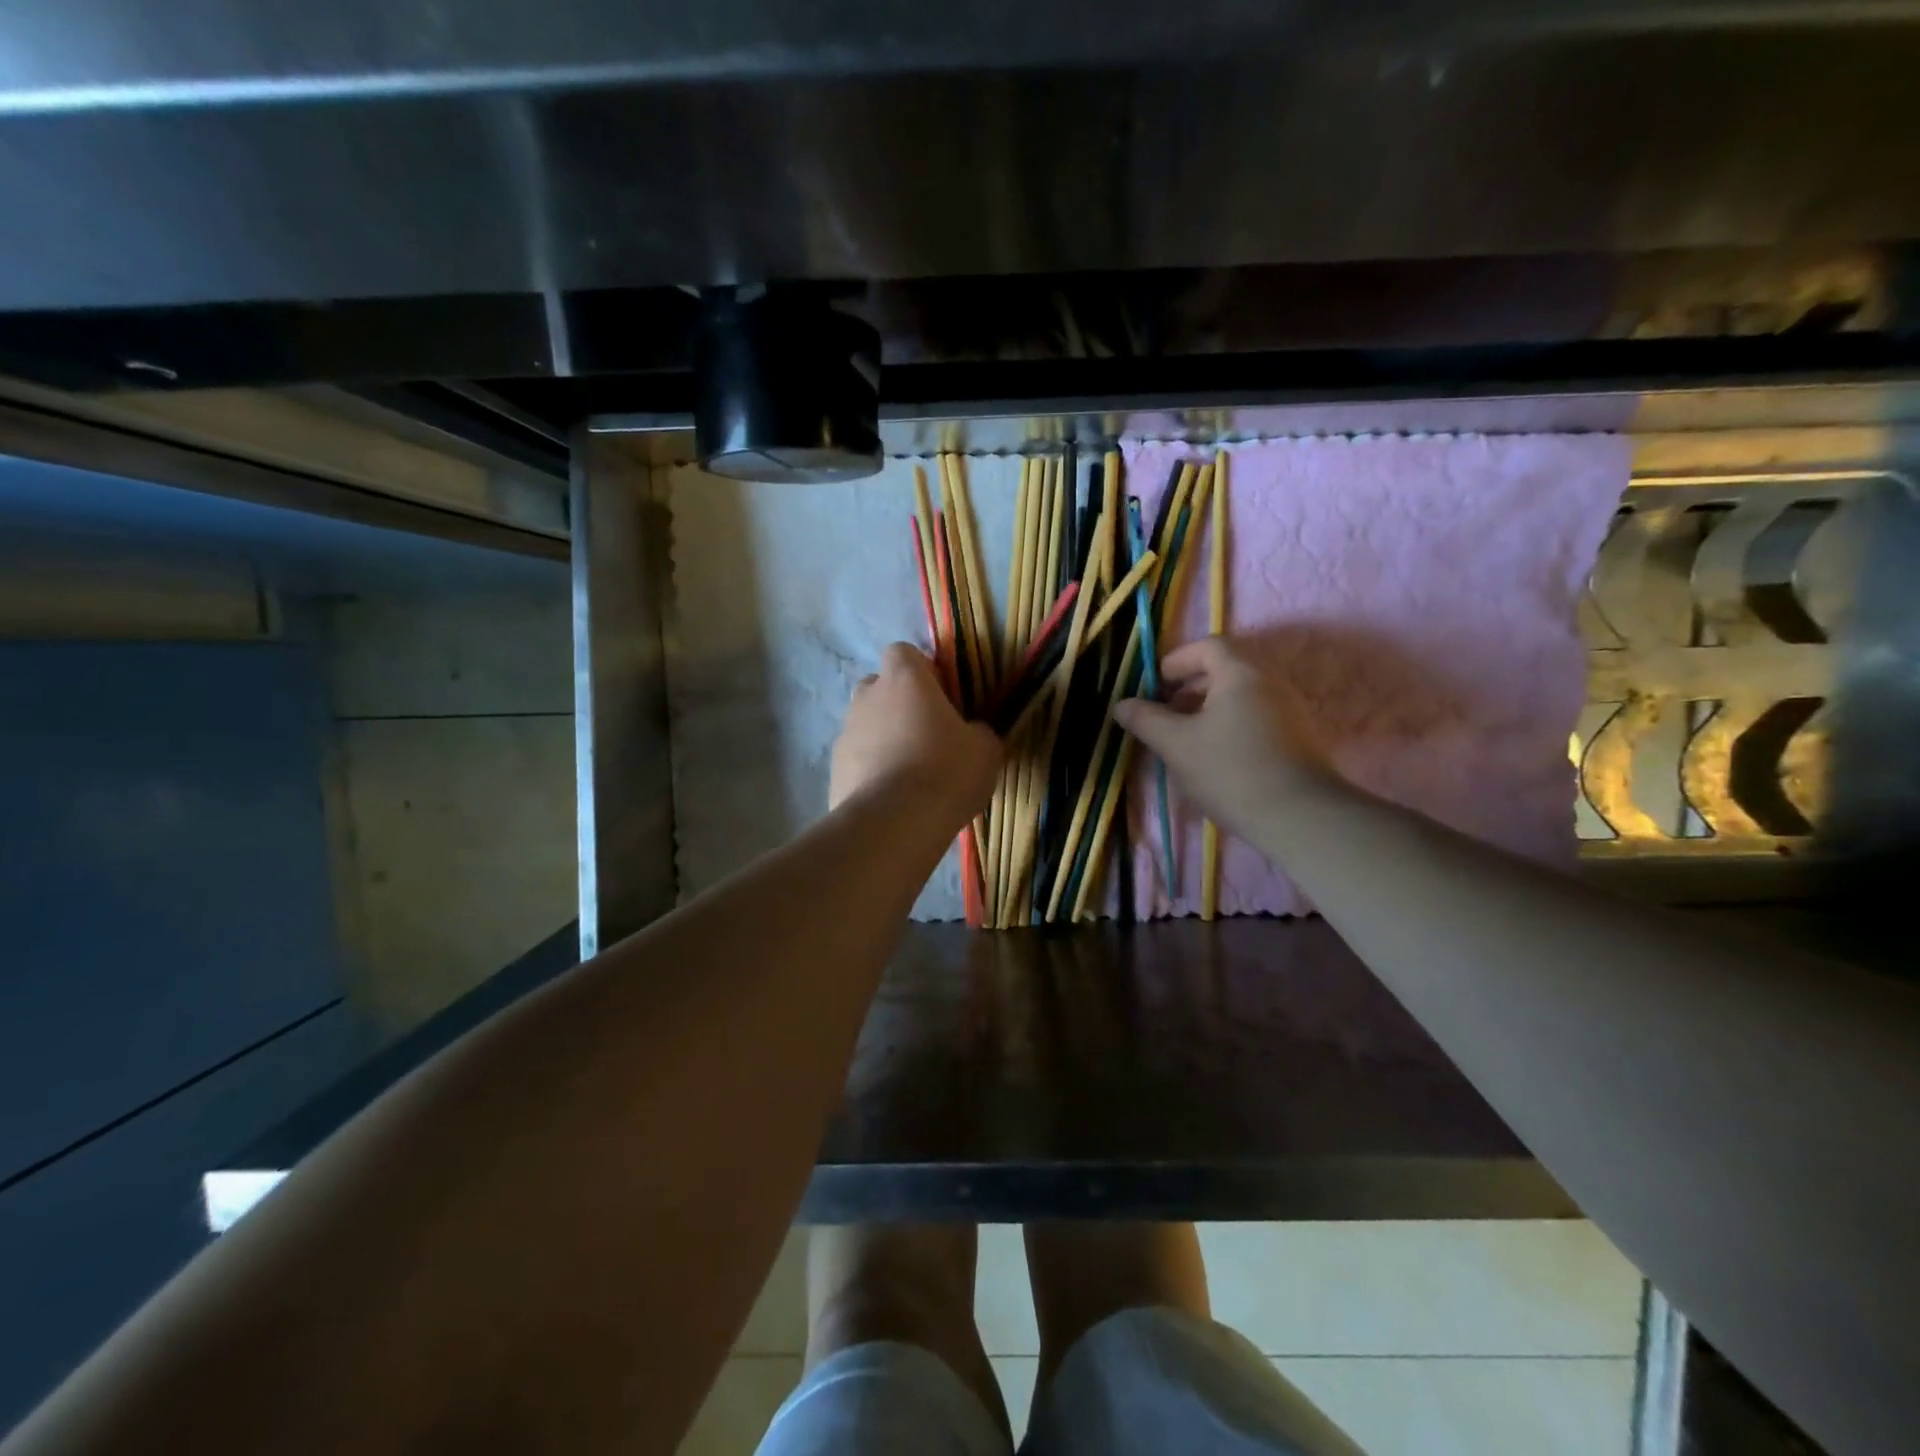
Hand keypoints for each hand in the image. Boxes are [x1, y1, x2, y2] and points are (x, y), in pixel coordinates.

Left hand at [830, 643, 1001, 819]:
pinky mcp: (834, 769)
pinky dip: (871, 771)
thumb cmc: (946, 771)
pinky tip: (892, 798)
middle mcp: (868, 697)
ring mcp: (845, 733)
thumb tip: (972, 733)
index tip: (940, 697)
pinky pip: (857, 760)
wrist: (894, 822)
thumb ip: (978, 731)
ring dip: (884, 739)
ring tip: (910, 774)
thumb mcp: (985, 749)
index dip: (922, 671)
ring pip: (865, 725)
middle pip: (879, 687)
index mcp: (904, 679)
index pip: (903, 652)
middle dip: (898, 704)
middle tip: (926, 735)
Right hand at [1112, 636, 1332, 835]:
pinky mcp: (1296, 738)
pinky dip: (1229, 725)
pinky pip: (1254, 717)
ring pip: (1239, 697)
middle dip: (1188, 688)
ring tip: (1184, 740)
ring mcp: (1288, 710)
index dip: (1176, 661)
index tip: (1154, 687)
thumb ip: (1146, 720)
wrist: (1299, 816)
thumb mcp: (1176, 745)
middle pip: (1224, 670)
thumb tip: (1122, 704)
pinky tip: (1214, 757)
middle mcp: (1269, 682)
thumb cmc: (1230, 771)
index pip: (1207, 647)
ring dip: (1207, 710)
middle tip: (1163, 715)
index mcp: (1241, 673)